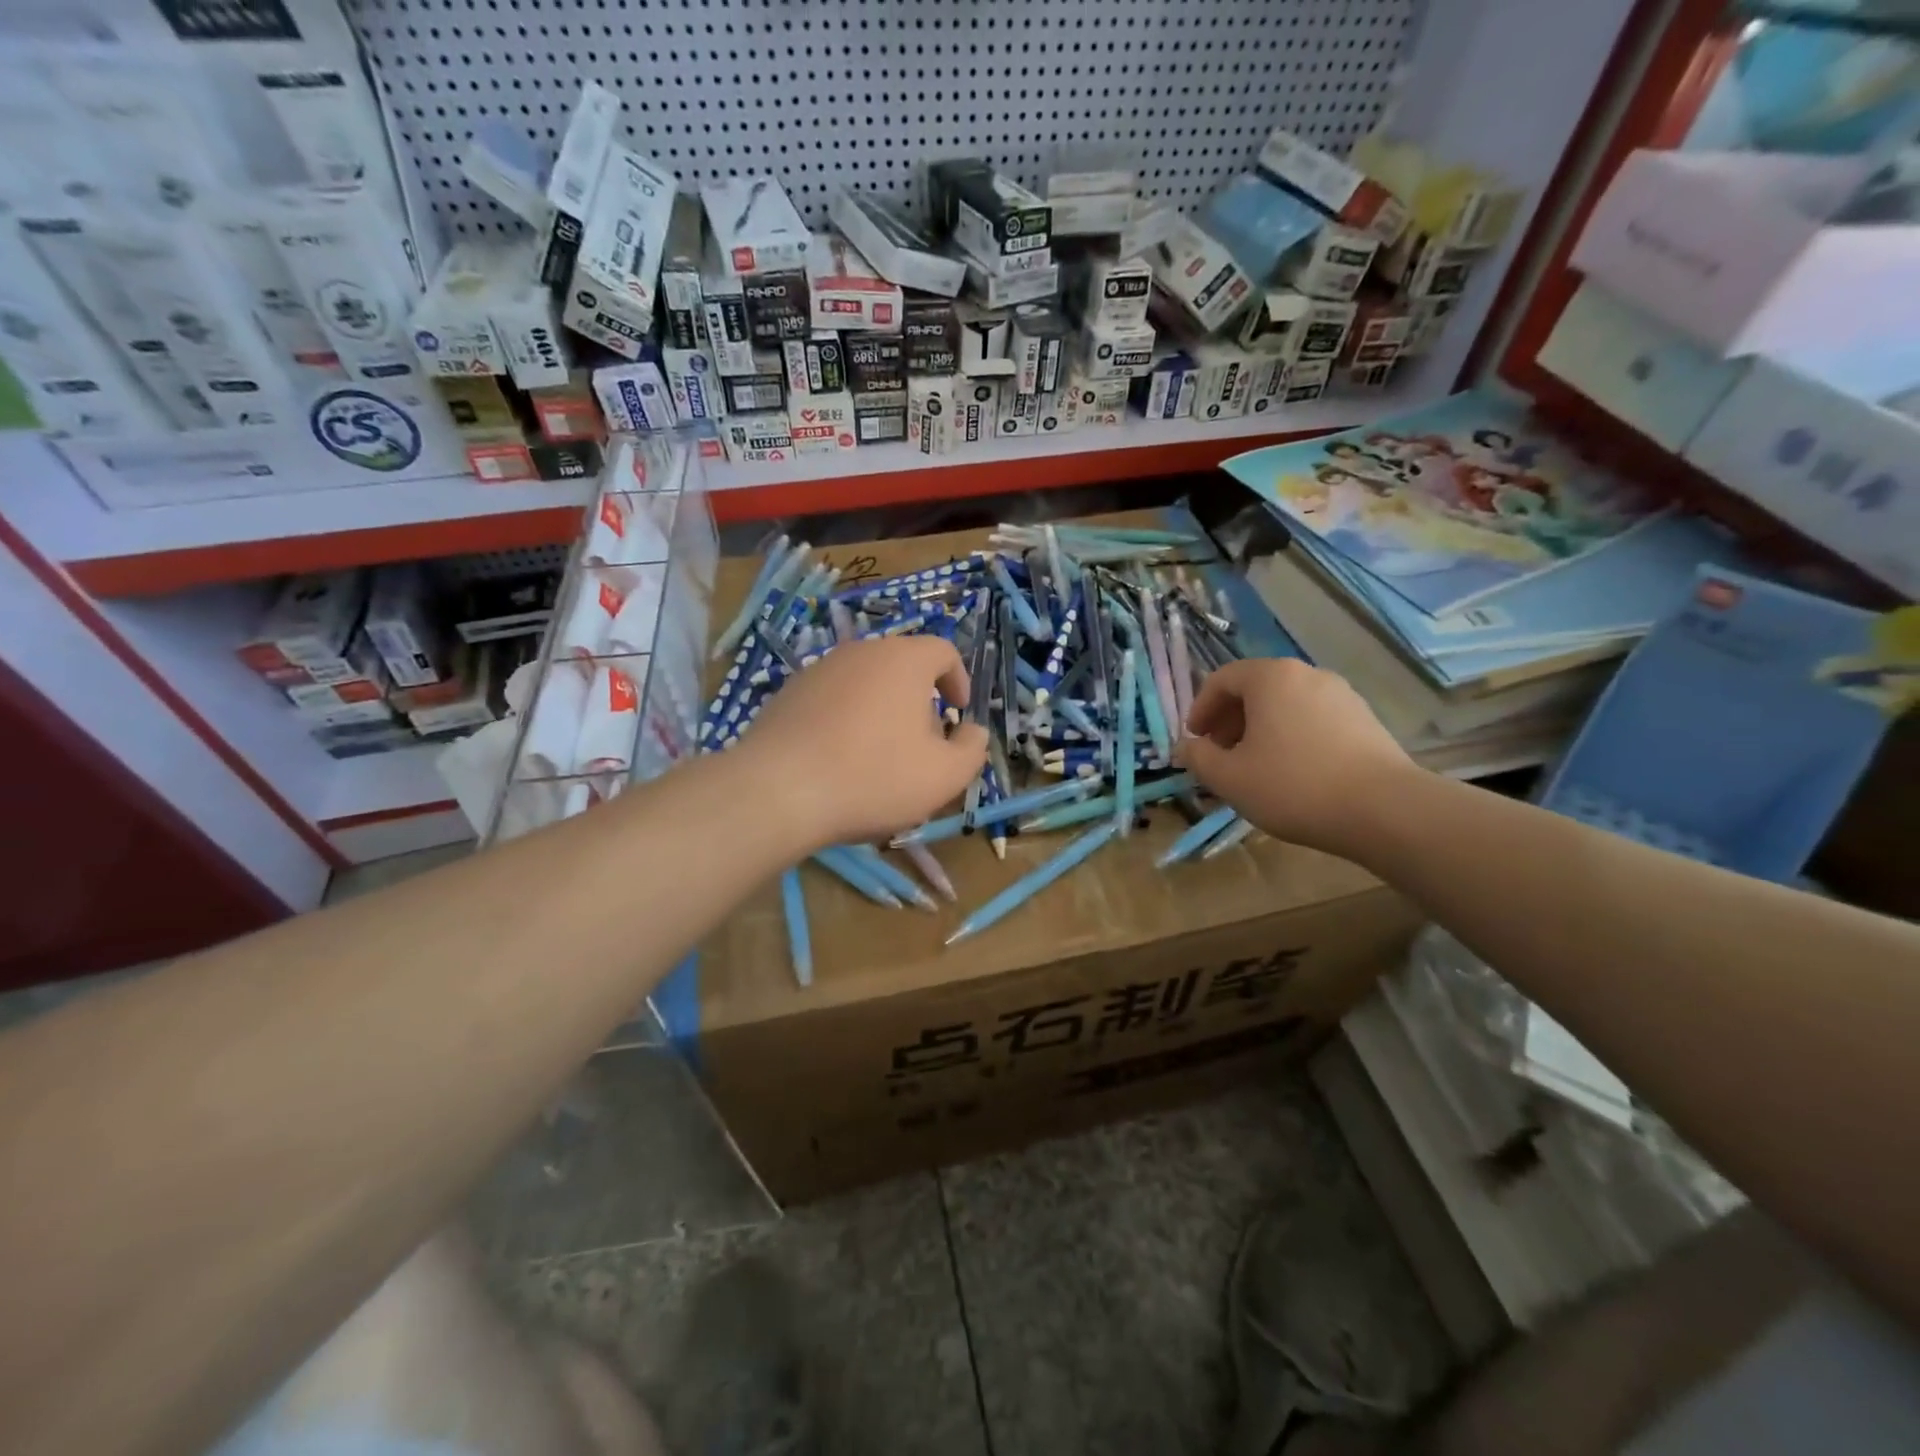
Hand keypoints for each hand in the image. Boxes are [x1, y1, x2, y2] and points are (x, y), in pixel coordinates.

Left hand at [737, 635, 988, 847]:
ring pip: (865, 683)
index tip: (958, 714)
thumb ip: (971, 750)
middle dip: (919, 701)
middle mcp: (861, 652)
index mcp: (904, 660)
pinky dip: (845, 720)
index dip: (958, 680)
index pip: (943, 652)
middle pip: (902, 666)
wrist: (779, 790)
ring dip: (881, 711)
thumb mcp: (944, 775)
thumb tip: (973, 732)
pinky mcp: (787, 693)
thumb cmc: (875, 777)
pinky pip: (831, 700)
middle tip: (922, 742)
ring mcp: (819, 669)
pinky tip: (839, 760)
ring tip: (878, 756)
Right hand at [1177, 658, 1415, 857]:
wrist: (1384, 810)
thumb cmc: (1293, 786)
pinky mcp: (1364, 719)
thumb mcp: (1229, 778)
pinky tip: (1292, 772)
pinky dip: (1291, 736)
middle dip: (1230, 719)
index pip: (1222, 679)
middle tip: (1219, 754)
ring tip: (1254, 767)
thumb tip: (1186, 747)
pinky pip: (1312, 718)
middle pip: (1256, 688)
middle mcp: (1307, 674)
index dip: (1200, 708)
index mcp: (1271, 678)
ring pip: (1286, 704)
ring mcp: (1341, 695)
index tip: (1194, 739)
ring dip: (1260, 729)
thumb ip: (1199, 758)